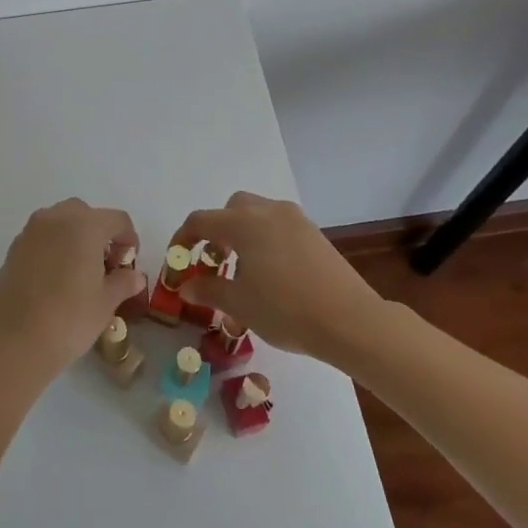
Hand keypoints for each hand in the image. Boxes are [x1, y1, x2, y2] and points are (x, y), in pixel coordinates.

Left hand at [0, 199, 143, 381]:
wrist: (12, 341)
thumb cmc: (68, 318)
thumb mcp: (105, 303)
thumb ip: (123, 283)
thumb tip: (134, 276)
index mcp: (85, 225)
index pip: (117, 219)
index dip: (129, 240)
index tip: (128, 265)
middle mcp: (56, 218)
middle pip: (86, 214)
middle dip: (100, 234)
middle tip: (105, 267)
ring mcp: (30, 232)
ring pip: (61, 222)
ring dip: (75, 238)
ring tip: (80, 273)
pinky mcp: (13, 249)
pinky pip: (42, 237)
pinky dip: (54, 248)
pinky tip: (56, 280)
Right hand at [169, 192, 381, 362]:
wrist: (349, 319)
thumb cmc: (285, 309)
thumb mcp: (238, 304)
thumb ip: (207, 290)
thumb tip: (186, 286)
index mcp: (243, 223)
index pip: (200, 220)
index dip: (183, 238)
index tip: (177, 261)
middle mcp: (268, 211)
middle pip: (231, 209)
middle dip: (215, 230)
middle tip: (213, 261)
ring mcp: (295, 219)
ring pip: (257, 213)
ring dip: (241, 232)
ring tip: (242, 268)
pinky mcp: (314, 232)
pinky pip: (278, 224)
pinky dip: (264, 238)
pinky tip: (270, 271)